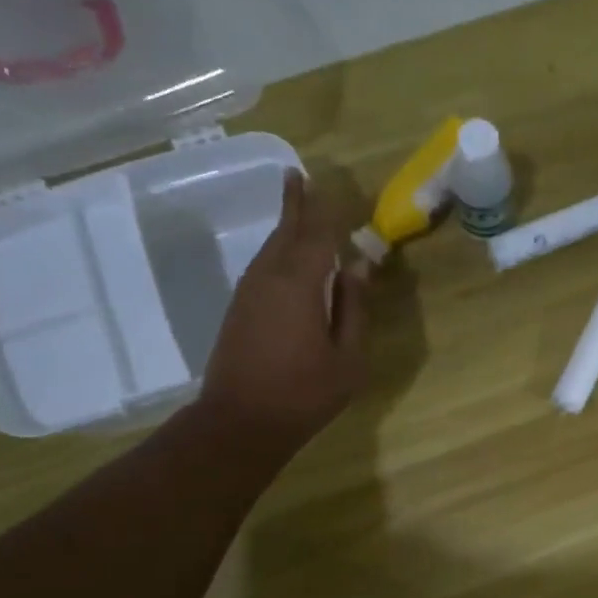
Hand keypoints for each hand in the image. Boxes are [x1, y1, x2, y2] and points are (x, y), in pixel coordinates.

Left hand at [196, 173, 368, 452]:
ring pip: (271, 248)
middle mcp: (269, 278)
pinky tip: (289, 258)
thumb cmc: (304, 392)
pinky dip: (279, 251)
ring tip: (297, 208)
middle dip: (295, 204)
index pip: (317, 235)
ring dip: (285, 227)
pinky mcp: (240, 309)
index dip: (326, 211)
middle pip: (286, 232)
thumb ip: (354, 309)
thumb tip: (357, 268)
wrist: (240, 421)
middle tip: (299, 176)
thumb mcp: (348, 357)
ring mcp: (249, 292)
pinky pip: (263, 266)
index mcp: (299, 284)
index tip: (331, 186)